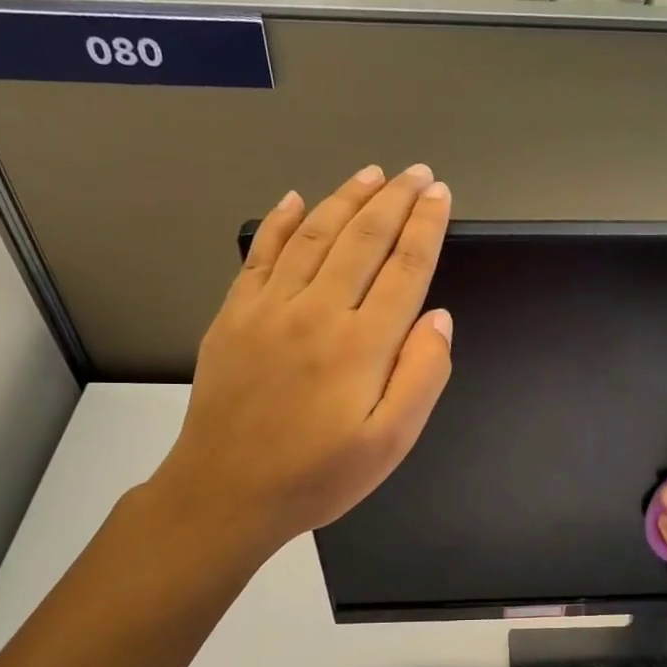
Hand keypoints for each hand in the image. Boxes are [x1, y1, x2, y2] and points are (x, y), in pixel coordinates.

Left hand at [149, 164, 452, 559]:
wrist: (225, 493)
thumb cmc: (318, 475)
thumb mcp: (390, 442)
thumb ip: (422, 376)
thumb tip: (438, 318)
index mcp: (361, 344)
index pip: (404, 267)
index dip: (426, 226)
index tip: (440, 195)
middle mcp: (317, 311)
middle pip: (363, 238)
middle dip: (394, 199)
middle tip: (416, 172)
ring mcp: (269, 308)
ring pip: (315, 234)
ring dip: (347, 198)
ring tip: (372, 173)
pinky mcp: (235, 315)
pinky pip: (262, 254)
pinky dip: (281, 221)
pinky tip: (296, 198)